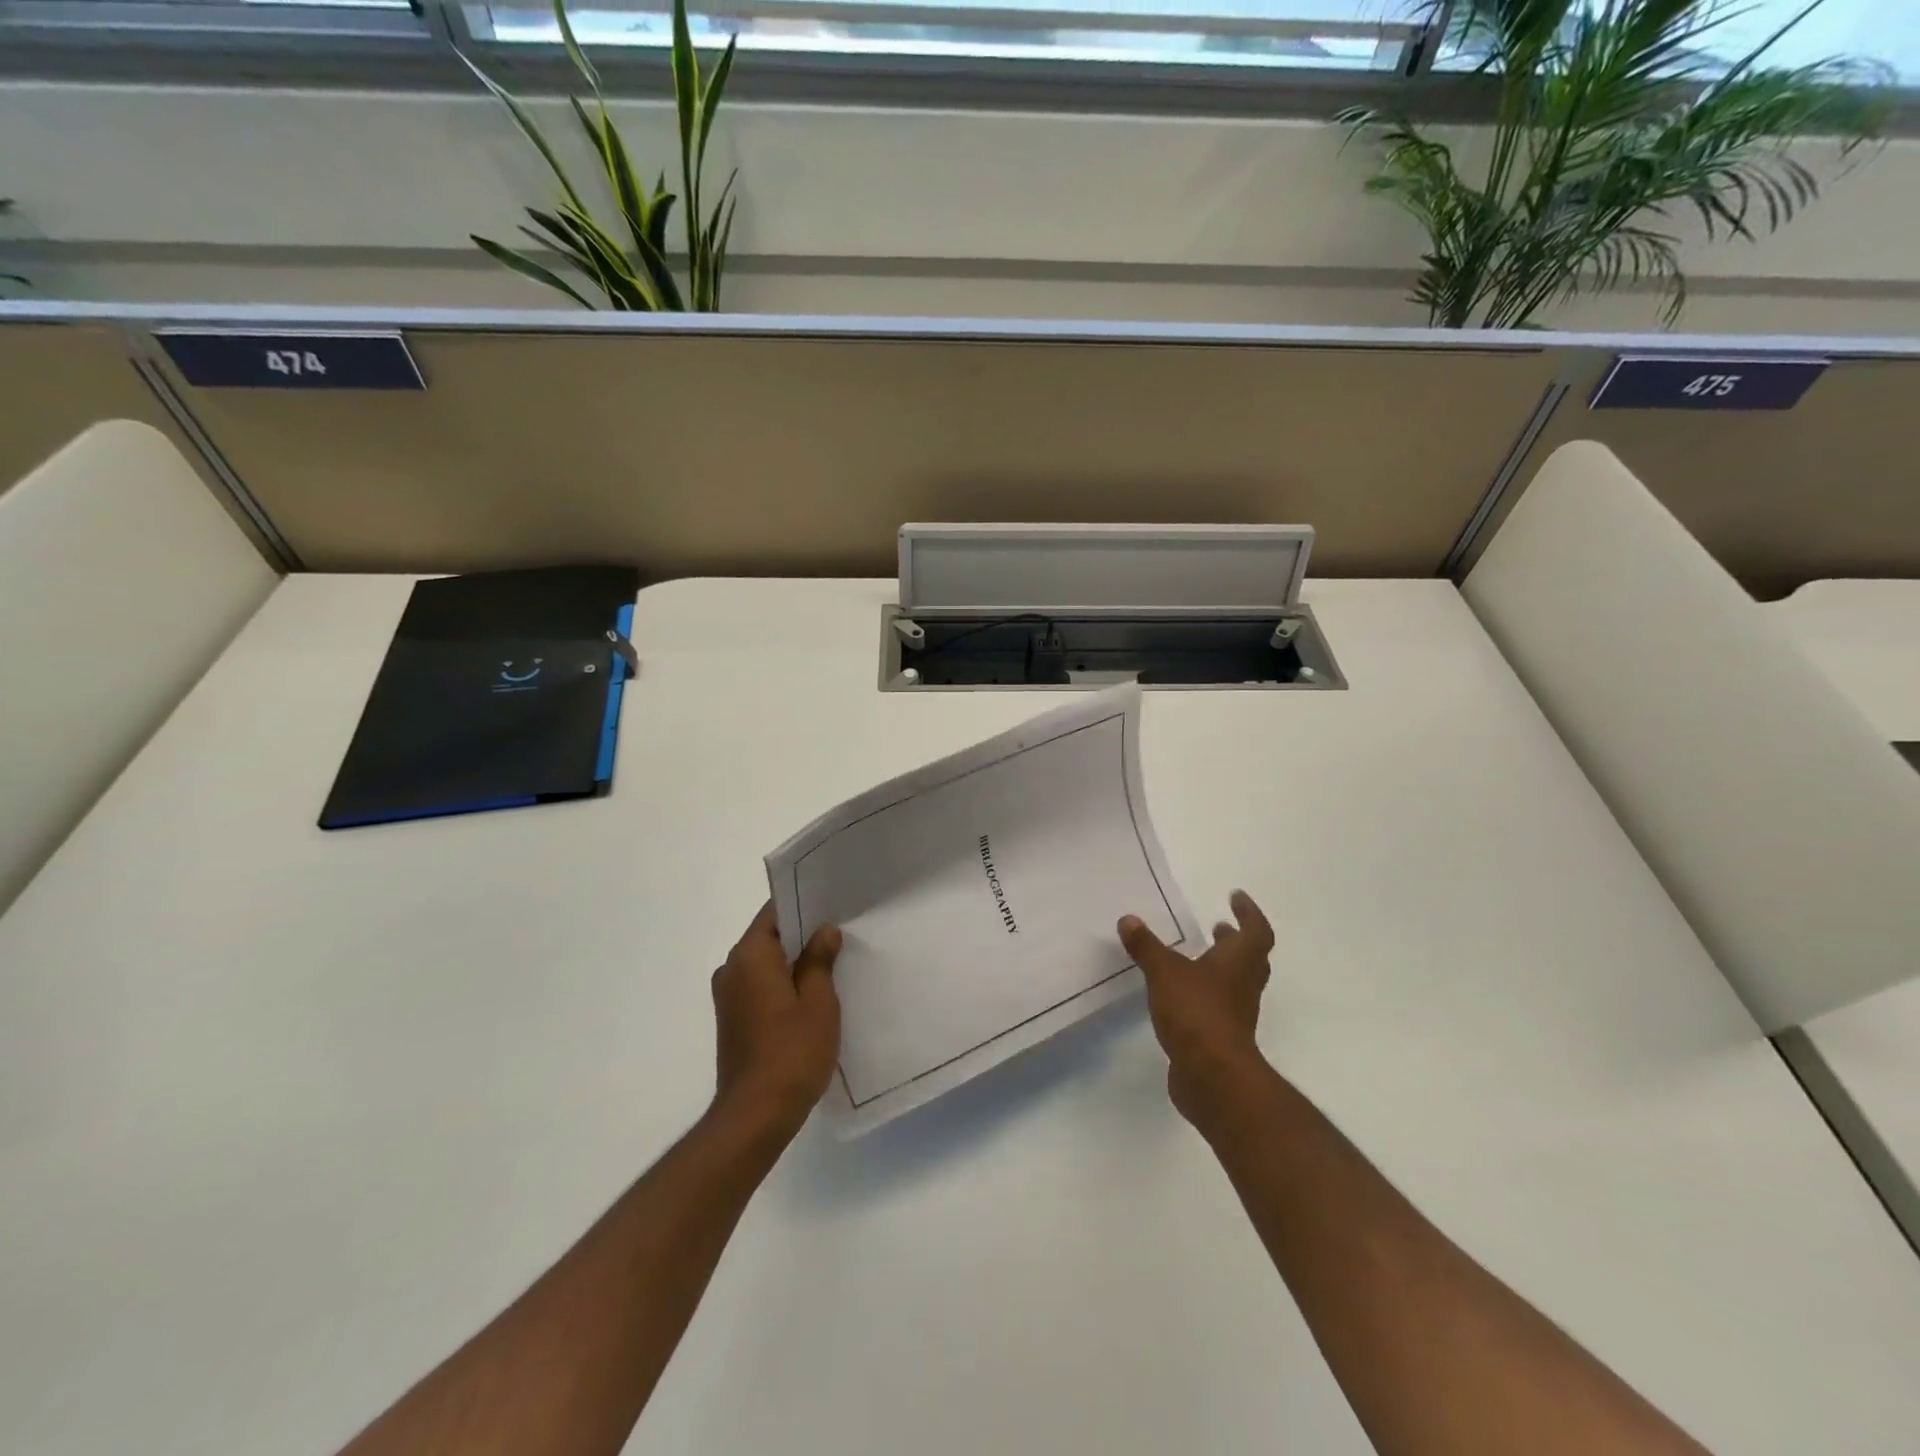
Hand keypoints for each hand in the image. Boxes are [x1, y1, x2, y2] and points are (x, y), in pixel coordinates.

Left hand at [710, 903, 842, 1137]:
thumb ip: (819, 959)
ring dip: (794, 963)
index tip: (831, 905)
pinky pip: (760, 986)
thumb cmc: (792, 1051)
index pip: (774, 913)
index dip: (803, 906)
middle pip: (769, 937)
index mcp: (749, 956)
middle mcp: (731, 969)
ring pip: (766, 964)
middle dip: (802, 935)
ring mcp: (728, 997)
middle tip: (840, 934)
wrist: (756, 1115)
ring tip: (832, 965)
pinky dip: (783, 984)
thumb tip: (824, 931)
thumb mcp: (818, 1000)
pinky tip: (811, 997)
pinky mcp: (733, 1020)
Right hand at [1118, 891, 1275, 1128]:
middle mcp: (1243, 984)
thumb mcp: (1165, 972)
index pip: (1256, 931)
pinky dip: (1205, 994)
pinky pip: (1218, 1006)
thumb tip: (1128, 920)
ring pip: (1235, 983)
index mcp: (1239, 962)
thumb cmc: (1197, 1012)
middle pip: (1250, 958)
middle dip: (1235, 941)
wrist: (1213, 1077)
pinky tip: (1180, 994)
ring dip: (1220, 967)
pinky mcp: (1222, 1037)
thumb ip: (1147, 947)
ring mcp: (1236, 1013)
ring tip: (1196, 957)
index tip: (1236, 897)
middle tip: (1219, 926)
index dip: (1249, 913)